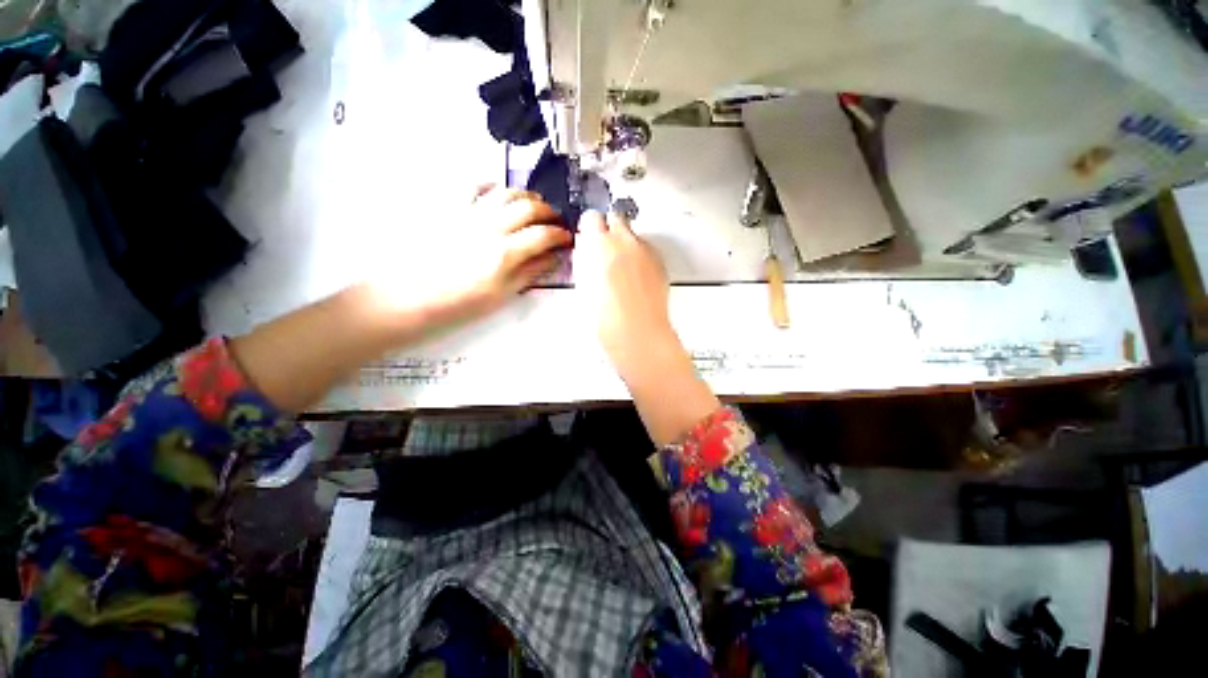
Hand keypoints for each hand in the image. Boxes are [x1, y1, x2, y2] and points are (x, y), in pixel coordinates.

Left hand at [370, 186, 571, 321]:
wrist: (415, 295)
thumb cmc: (464, 301)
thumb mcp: (504, 293)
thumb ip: (531, 271)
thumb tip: (555, 257)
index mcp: (506, 251)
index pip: (544, 234)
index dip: (561, 235)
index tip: (567, 238)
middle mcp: (491, 226)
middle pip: (529, 207)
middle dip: (549, 212)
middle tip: (555, 221)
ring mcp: (470, 213)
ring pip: (506, 192)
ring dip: (526, 196)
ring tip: (534, 205)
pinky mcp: (452, 209)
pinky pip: (474, 187)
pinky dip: (491, 186)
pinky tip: (498, 193)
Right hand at [572, 210, 672, 365]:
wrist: (636, 330)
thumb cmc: (605, 314)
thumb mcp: (582, 284)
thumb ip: (584, 259)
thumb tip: (586, 249)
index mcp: (599, 243)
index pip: (592, 217)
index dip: (589, 227)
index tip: (588, 236)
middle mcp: (625, 240)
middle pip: (616, 218)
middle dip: (609, 230)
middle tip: (604, 250)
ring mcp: (645, 250)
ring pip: (633, 235)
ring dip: (626, 244)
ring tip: (621, 270)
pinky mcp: (659, 262)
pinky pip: (647, 251)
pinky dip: (640, 257)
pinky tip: (635, 278)